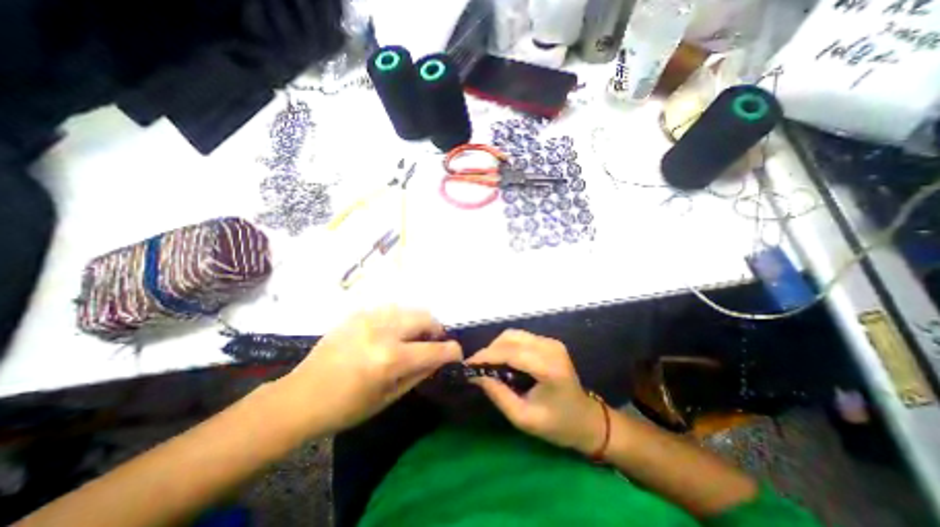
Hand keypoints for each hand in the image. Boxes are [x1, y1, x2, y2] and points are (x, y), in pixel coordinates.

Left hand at [285, 309, 462, 432]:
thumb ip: (419, 374)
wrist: (300, 397)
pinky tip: (389, 333)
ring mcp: (368, 318)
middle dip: (435, 330)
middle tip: (431, 343)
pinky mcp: (357, 313)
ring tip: (411, 337)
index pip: (435, 350)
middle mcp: (383, 331)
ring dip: (417, 322)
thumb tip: (439, 359)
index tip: (456, 353)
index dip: (452, 351)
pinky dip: (398, 319)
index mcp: (390, 358)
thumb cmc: (345, 407)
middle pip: (425, 318)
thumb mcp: (388, 397)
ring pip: (409, 309)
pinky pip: (389, 309)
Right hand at [469, 328, 604, 454]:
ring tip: (488, 364)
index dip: (487, 356)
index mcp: (548, 368)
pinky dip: (507, 346)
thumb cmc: (557, 425)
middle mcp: (551, 348)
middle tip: (477, 366)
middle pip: (511, 338)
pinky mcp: (550, 342)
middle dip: (490, 350)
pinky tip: (502, 360)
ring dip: (497, 346)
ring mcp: (552, 342)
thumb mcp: (523, 417)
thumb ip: (498, 394)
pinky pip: (521, 337)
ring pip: (514, 334)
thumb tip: (476, 376)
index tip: (468, 364)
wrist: (587, 420)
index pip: (511, 353)